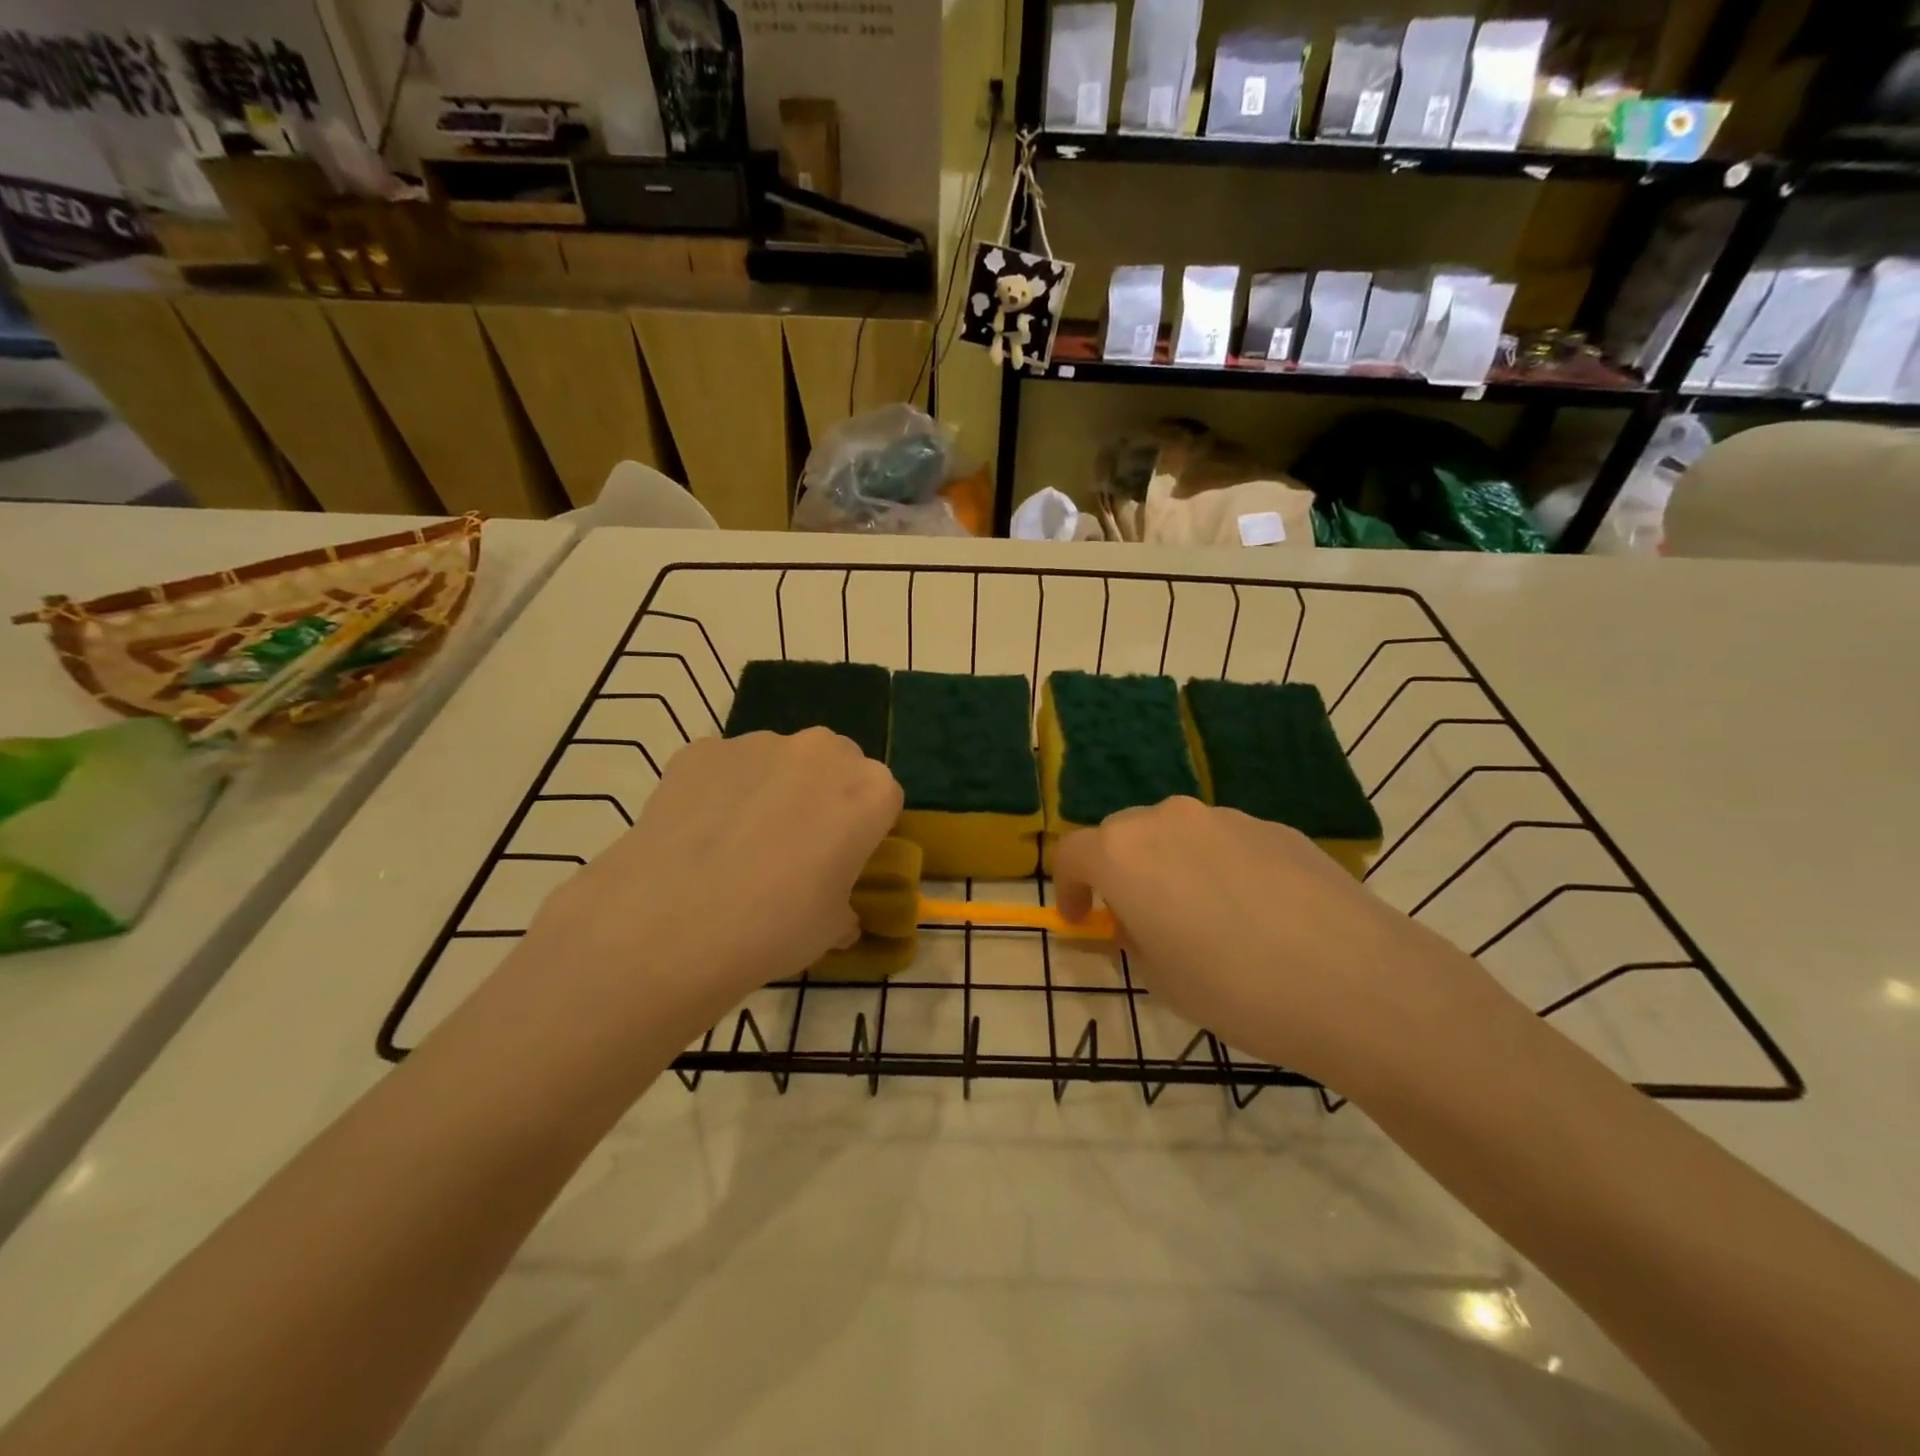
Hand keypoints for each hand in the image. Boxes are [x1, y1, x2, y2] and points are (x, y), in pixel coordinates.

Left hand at [515, 728, 902, 1046]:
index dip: (863, 828)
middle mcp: (821, 751)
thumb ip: (844, 907)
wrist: (671, 925)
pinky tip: (697, 832)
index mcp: (869, 790)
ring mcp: (757, 743)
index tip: (842, 857)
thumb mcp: (831, 929)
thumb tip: (838, 915)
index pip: (881, 798)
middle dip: (822, 794)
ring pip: (778, 759)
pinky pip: (723, 765)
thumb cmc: (775, 928)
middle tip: (794, 844)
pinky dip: (719, 788)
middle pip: (835, 763)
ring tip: (736, 841)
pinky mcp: (701, 748)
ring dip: (770, 787)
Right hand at [1053, 798, 1506, 1090]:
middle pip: (1123, 834)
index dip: (1067, 887)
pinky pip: (1227, 842)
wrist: (1356, 982)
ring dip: (1171, 866)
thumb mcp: (1161, 979)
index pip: (1071, 853)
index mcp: (1123, 853)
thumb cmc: (1235, 989)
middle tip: (1140, 919)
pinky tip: (1257, 914)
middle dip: (1119, 872)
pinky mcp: (1275, 827)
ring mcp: (1226, 817)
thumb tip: (1134, 921)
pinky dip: (1220, 867)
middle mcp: (1168, 819)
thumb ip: (1131, 938)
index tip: (1081, 919)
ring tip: (1205, 919)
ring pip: (1178, 834)